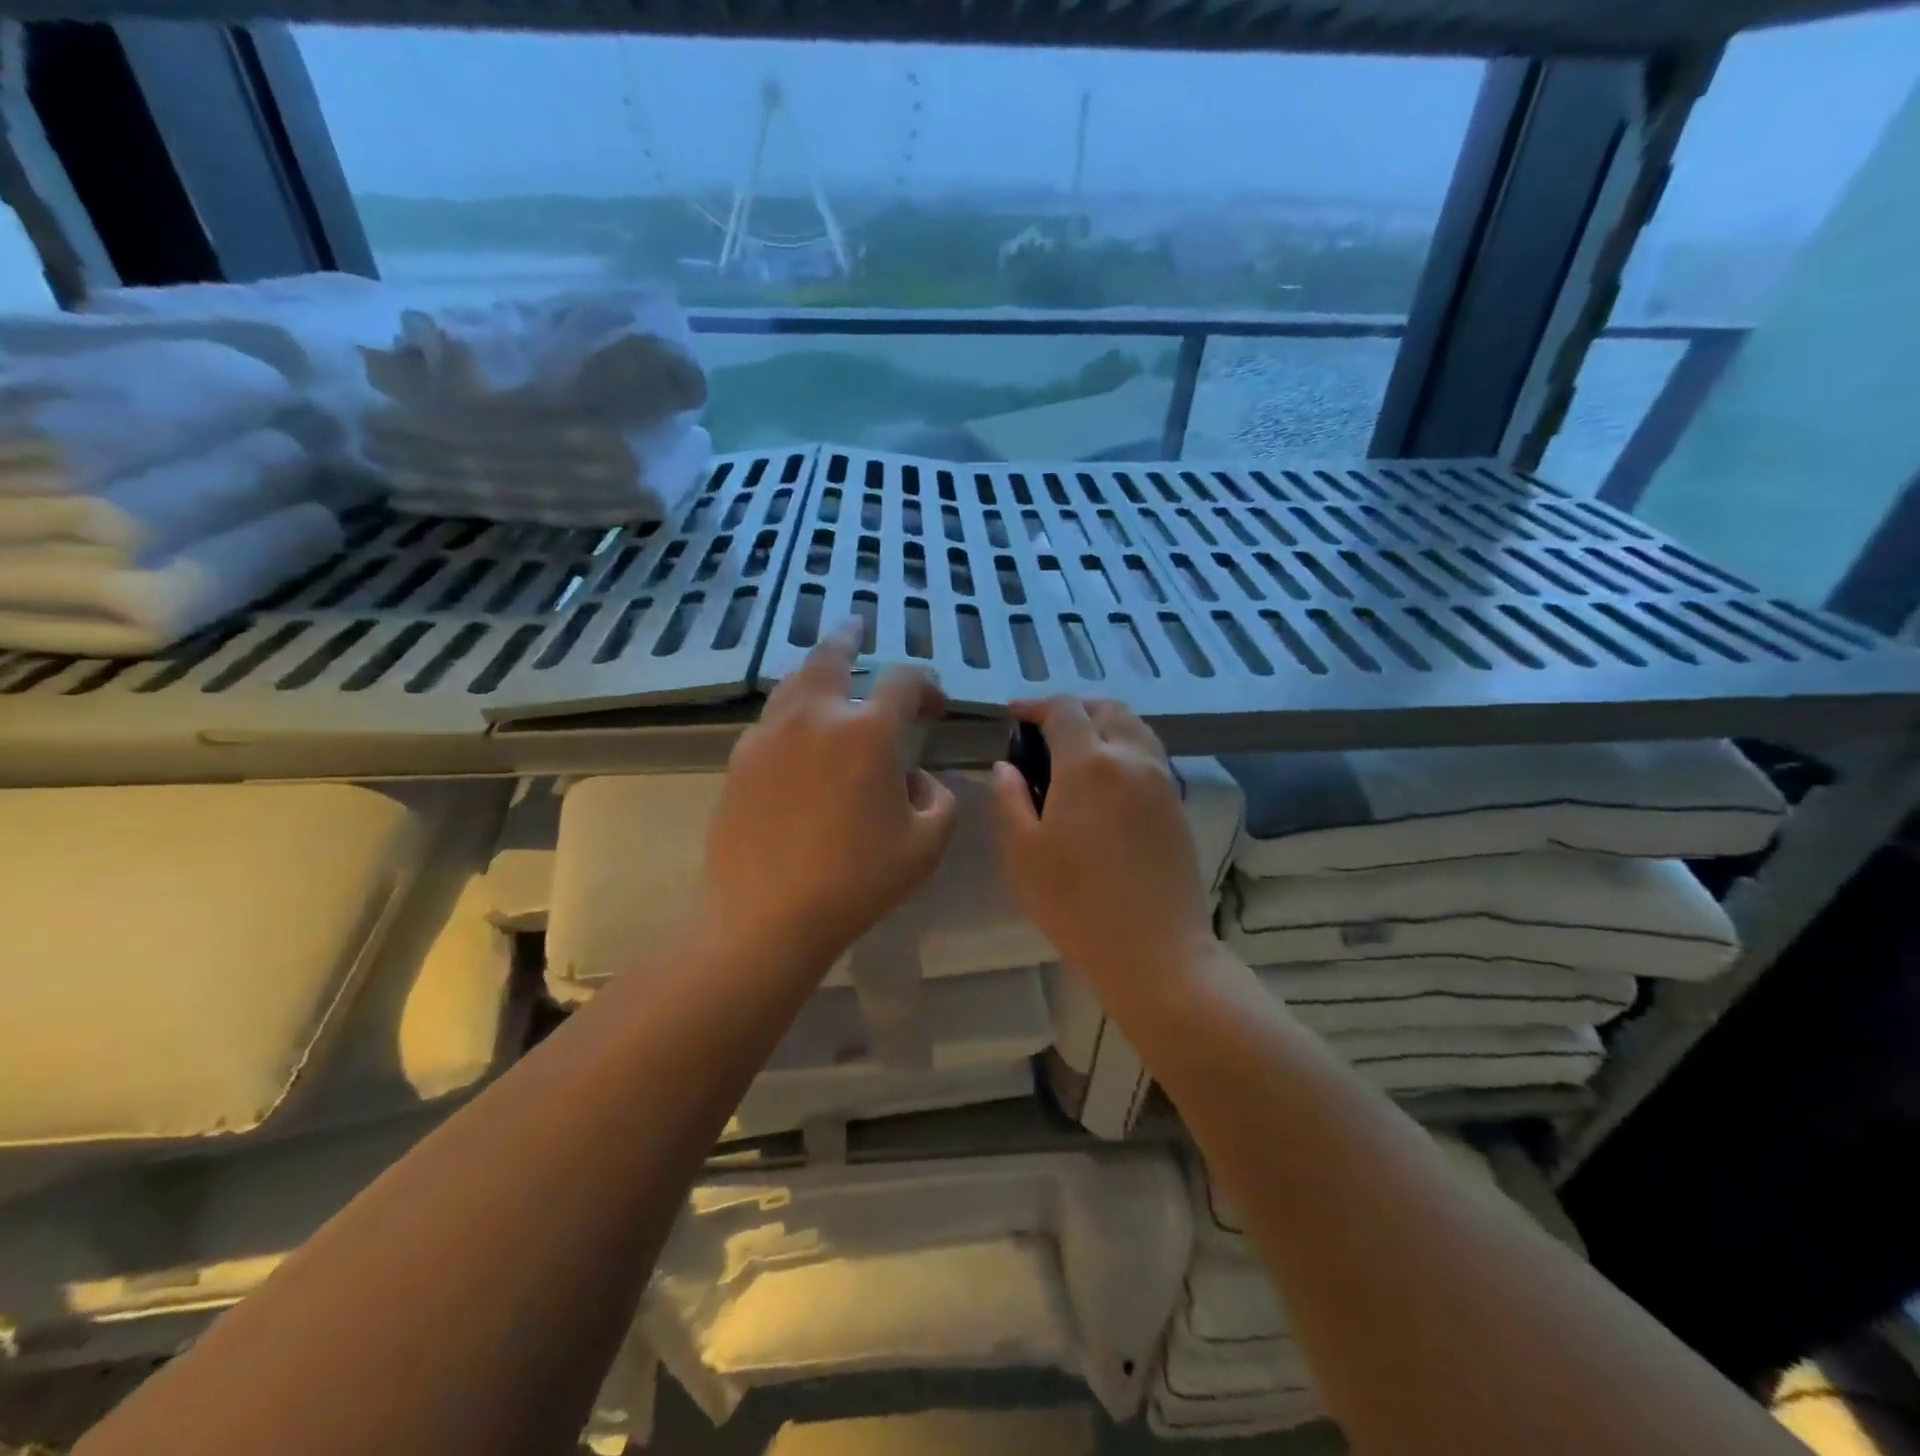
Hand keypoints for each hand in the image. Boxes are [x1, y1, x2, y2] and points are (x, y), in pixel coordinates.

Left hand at [705, 624, 957, 969]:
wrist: (766, 916)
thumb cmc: (857, 881)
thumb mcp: (926, 845)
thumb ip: (938, 800)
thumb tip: (916, 779)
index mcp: (868, 733)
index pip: (903, 681)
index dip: (926, 685)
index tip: (935, 706)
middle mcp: (816, 717)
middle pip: (832, 656)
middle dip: (850, 637)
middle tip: (857, 627)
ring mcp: (770, 735)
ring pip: (794, 682)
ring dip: (816, 671)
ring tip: (827, 671)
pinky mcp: (740, 760)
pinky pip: (771, 720)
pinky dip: (791, 713)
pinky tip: (798, 735)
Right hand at [991, 697, 1213, 984]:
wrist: (1156, 952)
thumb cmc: (1077, 904)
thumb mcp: (1022, 853)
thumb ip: (1008, 799)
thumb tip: (1005, 766)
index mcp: (1089, 764)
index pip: (1064, 709)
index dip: (1035, 705)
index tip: (1013, 716)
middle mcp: (1131, 758)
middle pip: (1107, 708)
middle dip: (1073, 708)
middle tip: (1044, 730)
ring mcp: (1161, 780)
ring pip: (1134, 727)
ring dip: (1102, 724)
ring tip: (1074, 750)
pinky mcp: (1176, 804)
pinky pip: (1149, 754)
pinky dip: (1123, 747)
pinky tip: (1103, 780)